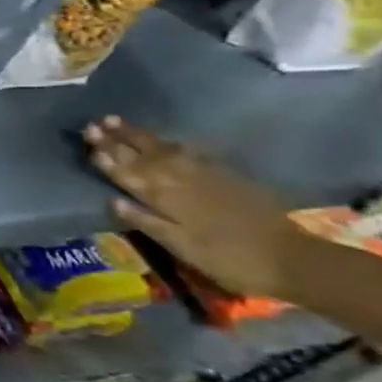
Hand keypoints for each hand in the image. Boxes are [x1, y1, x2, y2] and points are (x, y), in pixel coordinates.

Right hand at [84, 116, 299, 296]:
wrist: (293, 259)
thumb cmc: (229, 259)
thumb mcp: (182, 247)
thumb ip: (146, 222)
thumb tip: (113, 201)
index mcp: (166, 199)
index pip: (129, 174)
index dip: (107, 159)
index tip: (88, 142)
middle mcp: (181, 181)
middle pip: (143, 157)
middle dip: (117, 141)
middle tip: (93, 124)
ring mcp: (206, 176)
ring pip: (164, 150)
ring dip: (139, 136)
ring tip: (117, 122)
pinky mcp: (226, 177)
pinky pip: (189, 153)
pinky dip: (170, 144)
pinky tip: (163, 140)